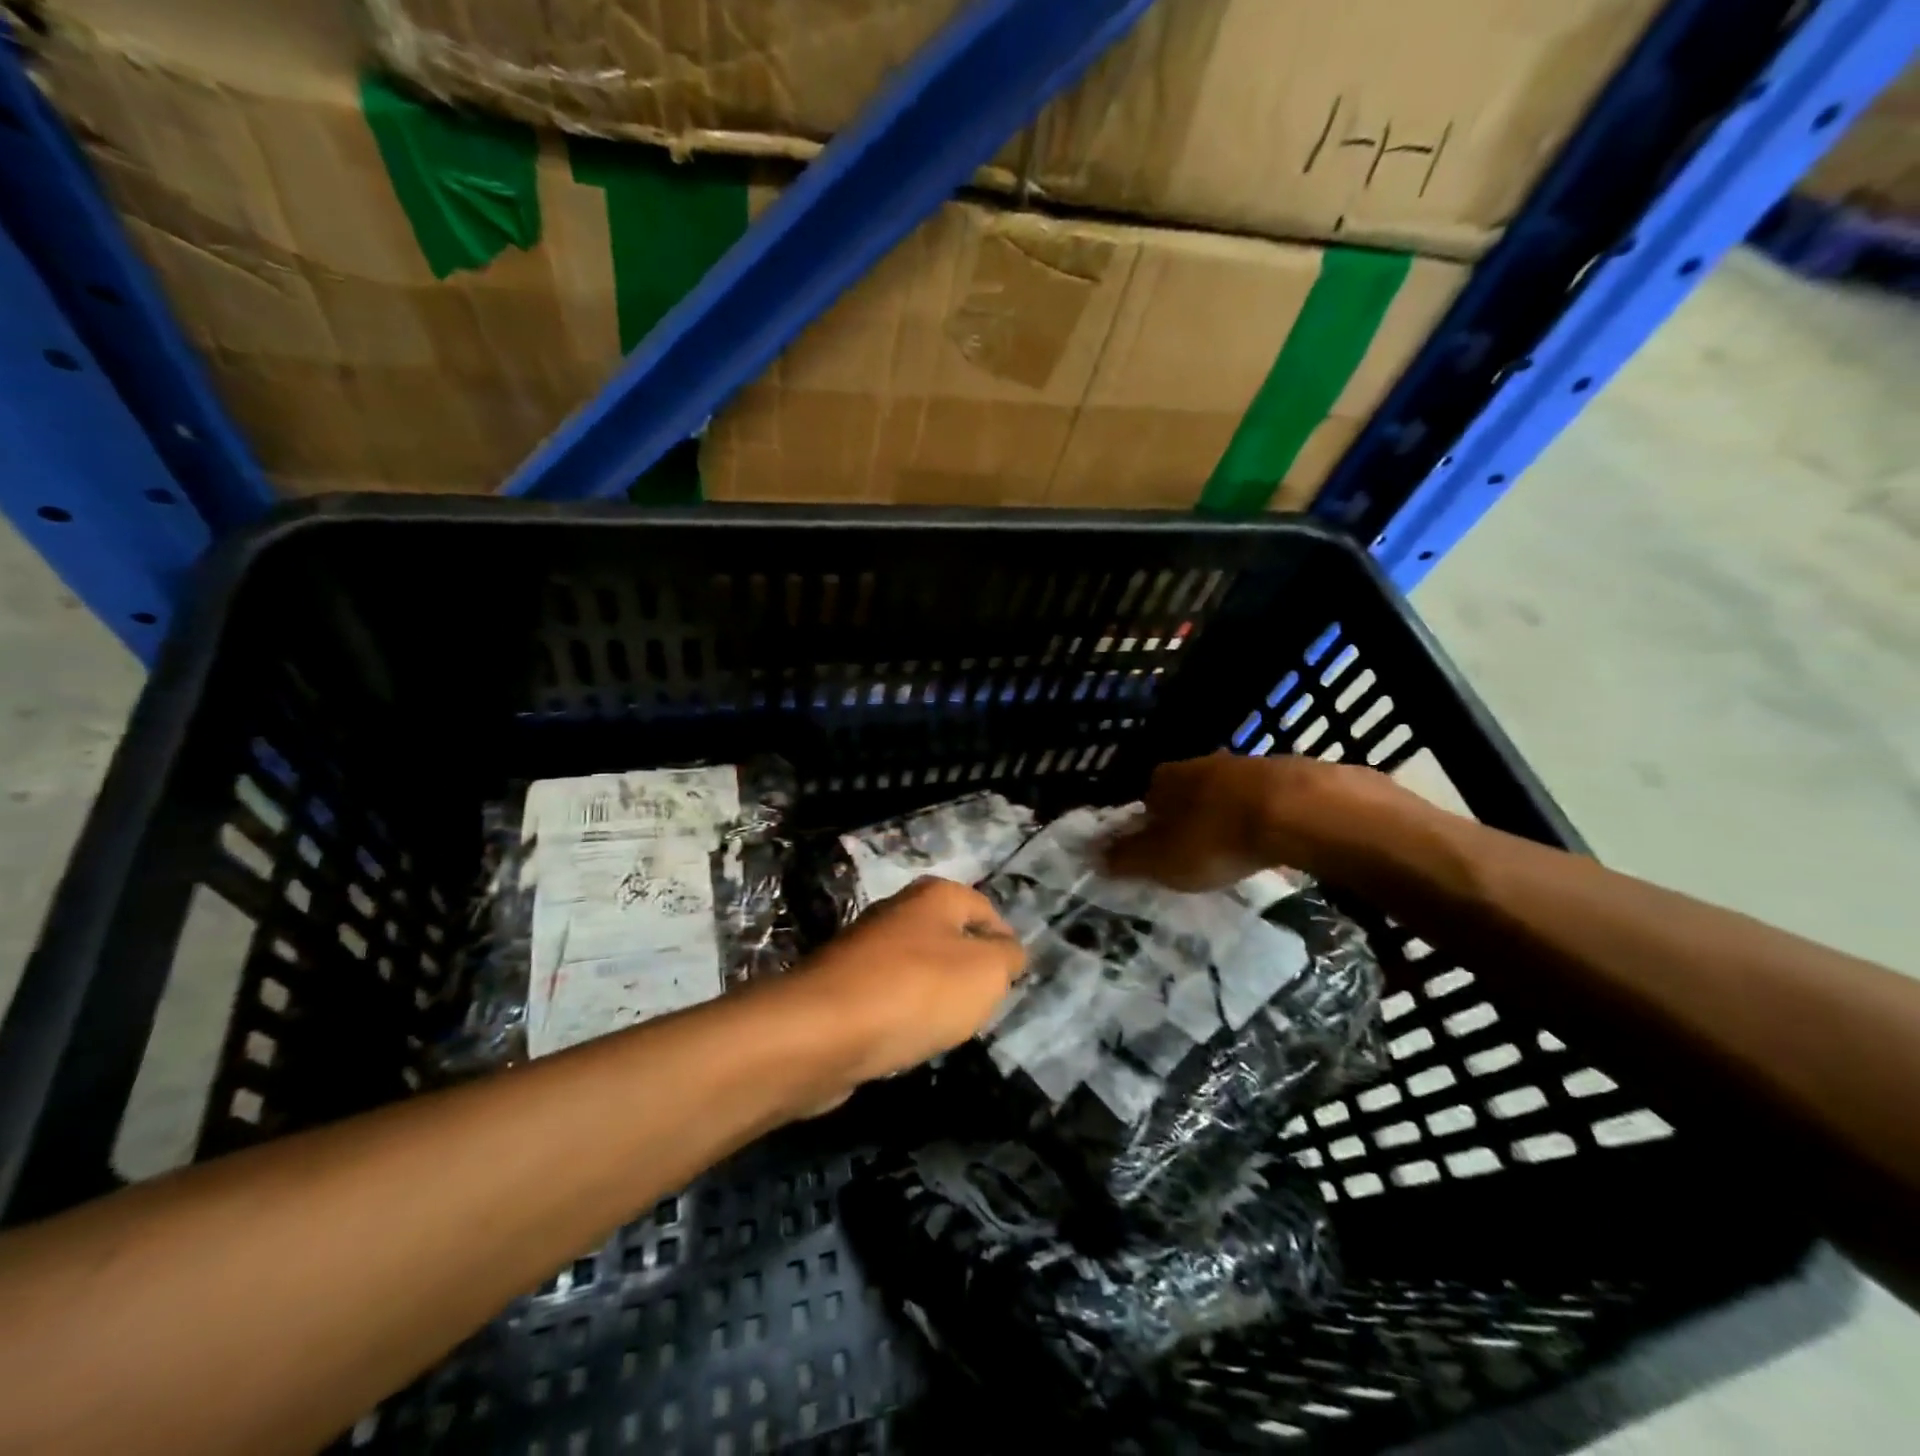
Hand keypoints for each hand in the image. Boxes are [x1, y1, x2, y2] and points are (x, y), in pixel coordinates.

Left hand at [787, 877, 1026, 1086]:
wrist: (823, 1031)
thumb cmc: (917, 992)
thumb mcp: (986, 972)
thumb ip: (1008, 957)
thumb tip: (1008, 951)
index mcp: (934, 896)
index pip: (984, 909)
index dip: (1004, 942)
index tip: (1013, 980)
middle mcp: (897, 910)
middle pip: (948, 937)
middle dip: (967, 971)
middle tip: (981, 1006)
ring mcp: (864, 948)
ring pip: (917, 968)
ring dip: (933, 995)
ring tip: (944, 1027)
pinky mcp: (840, 986)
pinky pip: (886, 996)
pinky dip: (900, 1015)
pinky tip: (904, 1038)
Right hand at [1104, 750, 1396, 890]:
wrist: (1297, 811)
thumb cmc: (1215, 838)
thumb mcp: (1161, 861)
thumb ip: (1126, 859)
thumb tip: (1092, 855)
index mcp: (1165, 779)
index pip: (1147, 797)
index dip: (1151, 823)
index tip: (1161, 849)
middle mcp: (1201, 762)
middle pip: (1188, 791)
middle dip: (1191, 816)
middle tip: (1200, 851)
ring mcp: (1247, 763)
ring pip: (1227, 791)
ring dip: (1229, 814)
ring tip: (1238, 847)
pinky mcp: (1288, 772)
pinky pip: (1266, 797)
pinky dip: (1264, 815)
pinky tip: (1273, 838)